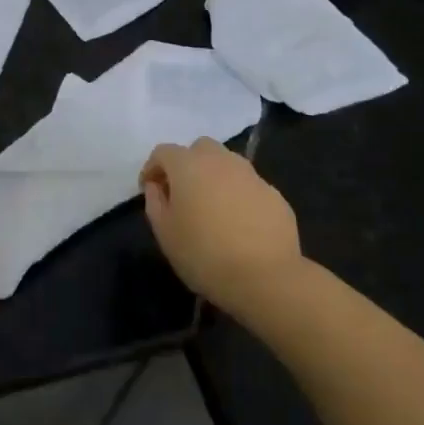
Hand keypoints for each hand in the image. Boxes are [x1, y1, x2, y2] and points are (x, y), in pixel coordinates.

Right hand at [139, 139, 302, 313]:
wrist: (265, 276)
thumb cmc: (203, 254)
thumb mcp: (164, 233)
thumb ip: (155, 202)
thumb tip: (157, 187)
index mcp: (188, 166)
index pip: (163, 152)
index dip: (152, 168)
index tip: (149, 190)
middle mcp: (221, 161)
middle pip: (199, 148)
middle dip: (187, 164)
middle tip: (182, 193)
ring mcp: (251, 175)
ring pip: (227, 163)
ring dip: (214, 177)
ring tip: (211, 207)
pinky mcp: (274, 194)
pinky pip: (247, 185)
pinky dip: (237, 194)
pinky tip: (238, 222)